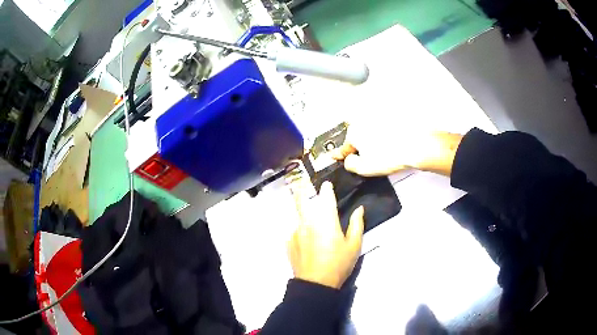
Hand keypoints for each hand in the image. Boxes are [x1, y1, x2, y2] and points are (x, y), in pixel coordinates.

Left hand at [288, 181, 363, 288]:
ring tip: (309, 218)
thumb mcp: (354, 245)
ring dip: (303, 213)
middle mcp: (308, 221)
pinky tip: (307, 241)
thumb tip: (359, 209)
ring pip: (298, 216)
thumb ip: (356, 224)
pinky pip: (295, 230)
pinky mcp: (288, 242)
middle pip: (302, 199)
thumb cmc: (338, 264)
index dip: (326, 188)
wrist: (315, 284)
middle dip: (302, 189)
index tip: (327, 184)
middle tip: (303, 183)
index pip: (325, 197)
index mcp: (326, 220)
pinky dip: (301, 230)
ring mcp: (295, 231)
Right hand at [331, 124, 463, 176]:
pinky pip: (381, 128)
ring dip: (371, 140)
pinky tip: (391, 144)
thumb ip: (351, 165)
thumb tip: (348, 159)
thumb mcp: (365, 168)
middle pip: (356, 137)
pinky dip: (383, 135)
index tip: (334, 156)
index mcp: (355, 132)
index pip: (344, 147)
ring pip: (369, 131)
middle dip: (359, 147)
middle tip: (368, 158)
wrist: (416, 145)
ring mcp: (378, 118)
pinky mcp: (391, 118)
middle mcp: (364, 121)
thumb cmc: (389, 156)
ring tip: (384, 152)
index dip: (340, 154)